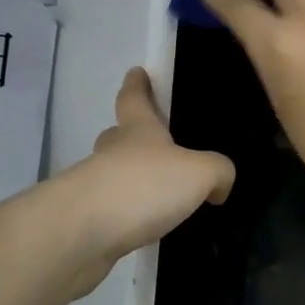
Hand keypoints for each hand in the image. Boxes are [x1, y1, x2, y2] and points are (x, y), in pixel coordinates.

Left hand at [57, 68, 234, 298]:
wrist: (85, 232)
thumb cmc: (144, 186)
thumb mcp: (199, 173)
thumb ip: (218, 171)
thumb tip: (219, 184)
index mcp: (138, 130)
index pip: (134, 98)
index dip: (137, 84)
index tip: (136, 72)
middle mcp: (112, 152)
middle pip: (118, 135)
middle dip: (130, 136)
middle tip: (151, 143)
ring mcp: (94, 186)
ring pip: (112, 173)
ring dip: (129, 179)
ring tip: (157, 194)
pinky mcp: (87, 220)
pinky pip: (112, 209)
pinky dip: (126, 213)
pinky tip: (144, 226)